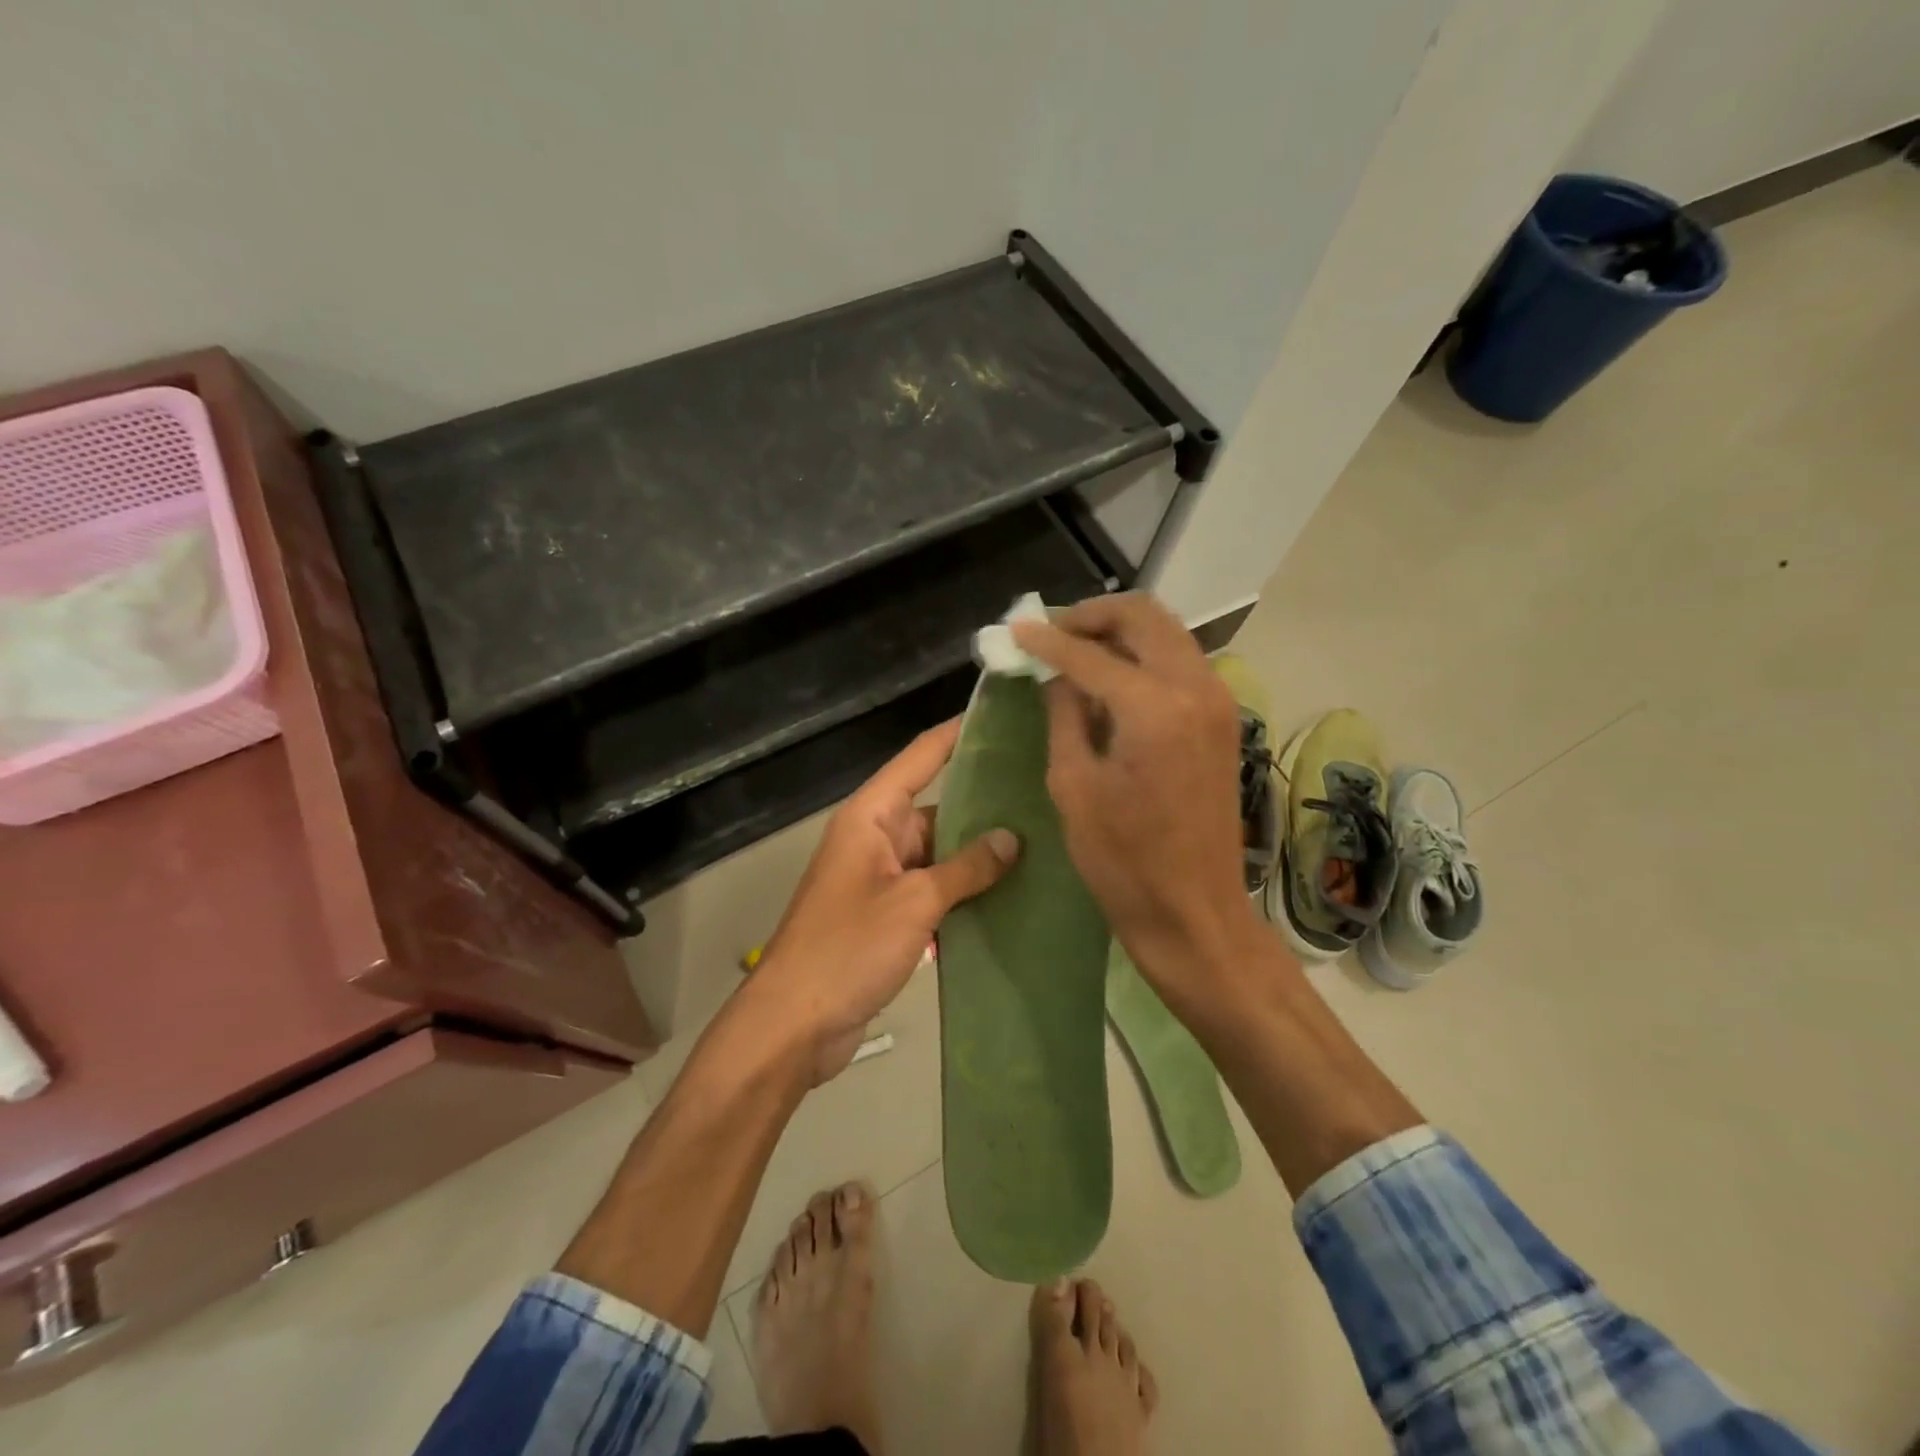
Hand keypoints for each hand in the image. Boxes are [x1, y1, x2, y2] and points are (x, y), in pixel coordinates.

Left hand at [752, 720, 1019, 1083]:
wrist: (794, 1025)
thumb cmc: (848, 948)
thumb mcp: (913, 902)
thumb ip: (966, 868)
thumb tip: (1012, 839)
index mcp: (871, 817)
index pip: (921, 758)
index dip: (958, 734)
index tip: (1002, 717)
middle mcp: (876, 838)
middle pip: (936, 806)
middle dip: (984, 803)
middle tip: (1044, 791)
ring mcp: (882, 878)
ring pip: (939, 852)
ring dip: (979, 854)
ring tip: (1042, 842)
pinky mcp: (888, 915)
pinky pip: (934, 889)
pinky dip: (964, 892)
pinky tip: (1011, 895)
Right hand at [1012, 594, 1260, 992]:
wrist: (1193, 911)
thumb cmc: (1123, 860)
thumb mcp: (1073, 784)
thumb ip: (1065, 714)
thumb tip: (1056, 673)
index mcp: (1154, 707)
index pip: (1090, 653)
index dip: (1047, 639)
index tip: (1015, 631)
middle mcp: (1195, 687)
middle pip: (1144, 616)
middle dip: (1092, 616)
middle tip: (1051, 633)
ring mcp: (1217, 700)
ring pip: (1167, 633)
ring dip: (1121, 632)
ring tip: (1076, 652)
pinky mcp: (1223, 719)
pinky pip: (1180, 662)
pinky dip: (1144, 656)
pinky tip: (1112, 680)